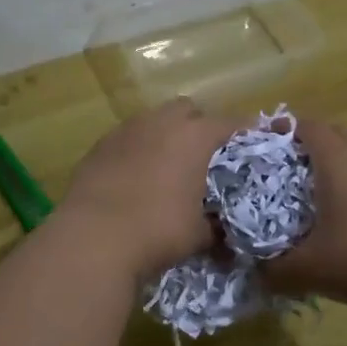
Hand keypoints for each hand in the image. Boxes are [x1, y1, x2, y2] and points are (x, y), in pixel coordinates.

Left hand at [59, 99, 241, 275]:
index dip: (244, 131)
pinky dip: (136, 150)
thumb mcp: (198, 234)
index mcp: (194, 136)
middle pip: (187, 109)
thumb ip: (215, 228)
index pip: (229, 123)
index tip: (253, 140)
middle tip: (204, 154)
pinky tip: (134, 176)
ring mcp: (126, 130)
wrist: (93, 236)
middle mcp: (161, 122)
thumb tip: (223, 237)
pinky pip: (127, 138)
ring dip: (164, 135)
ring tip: (167, 165)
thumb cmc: (157, 230)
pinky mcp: (99, 145)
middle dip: (198, 125)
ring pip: (153, 120)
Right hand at [263, 120, 346, 311]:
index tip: (263, 141)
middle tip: (285, 170)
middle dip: (306, 146)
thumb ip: (277, 271)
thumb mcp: (313, 269)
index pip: (304, 125)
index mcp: (337, 159)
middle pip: (331, 135)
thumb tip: (257, 272)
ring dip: (336, 166)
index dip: (281, 128)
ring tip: (318, 196)